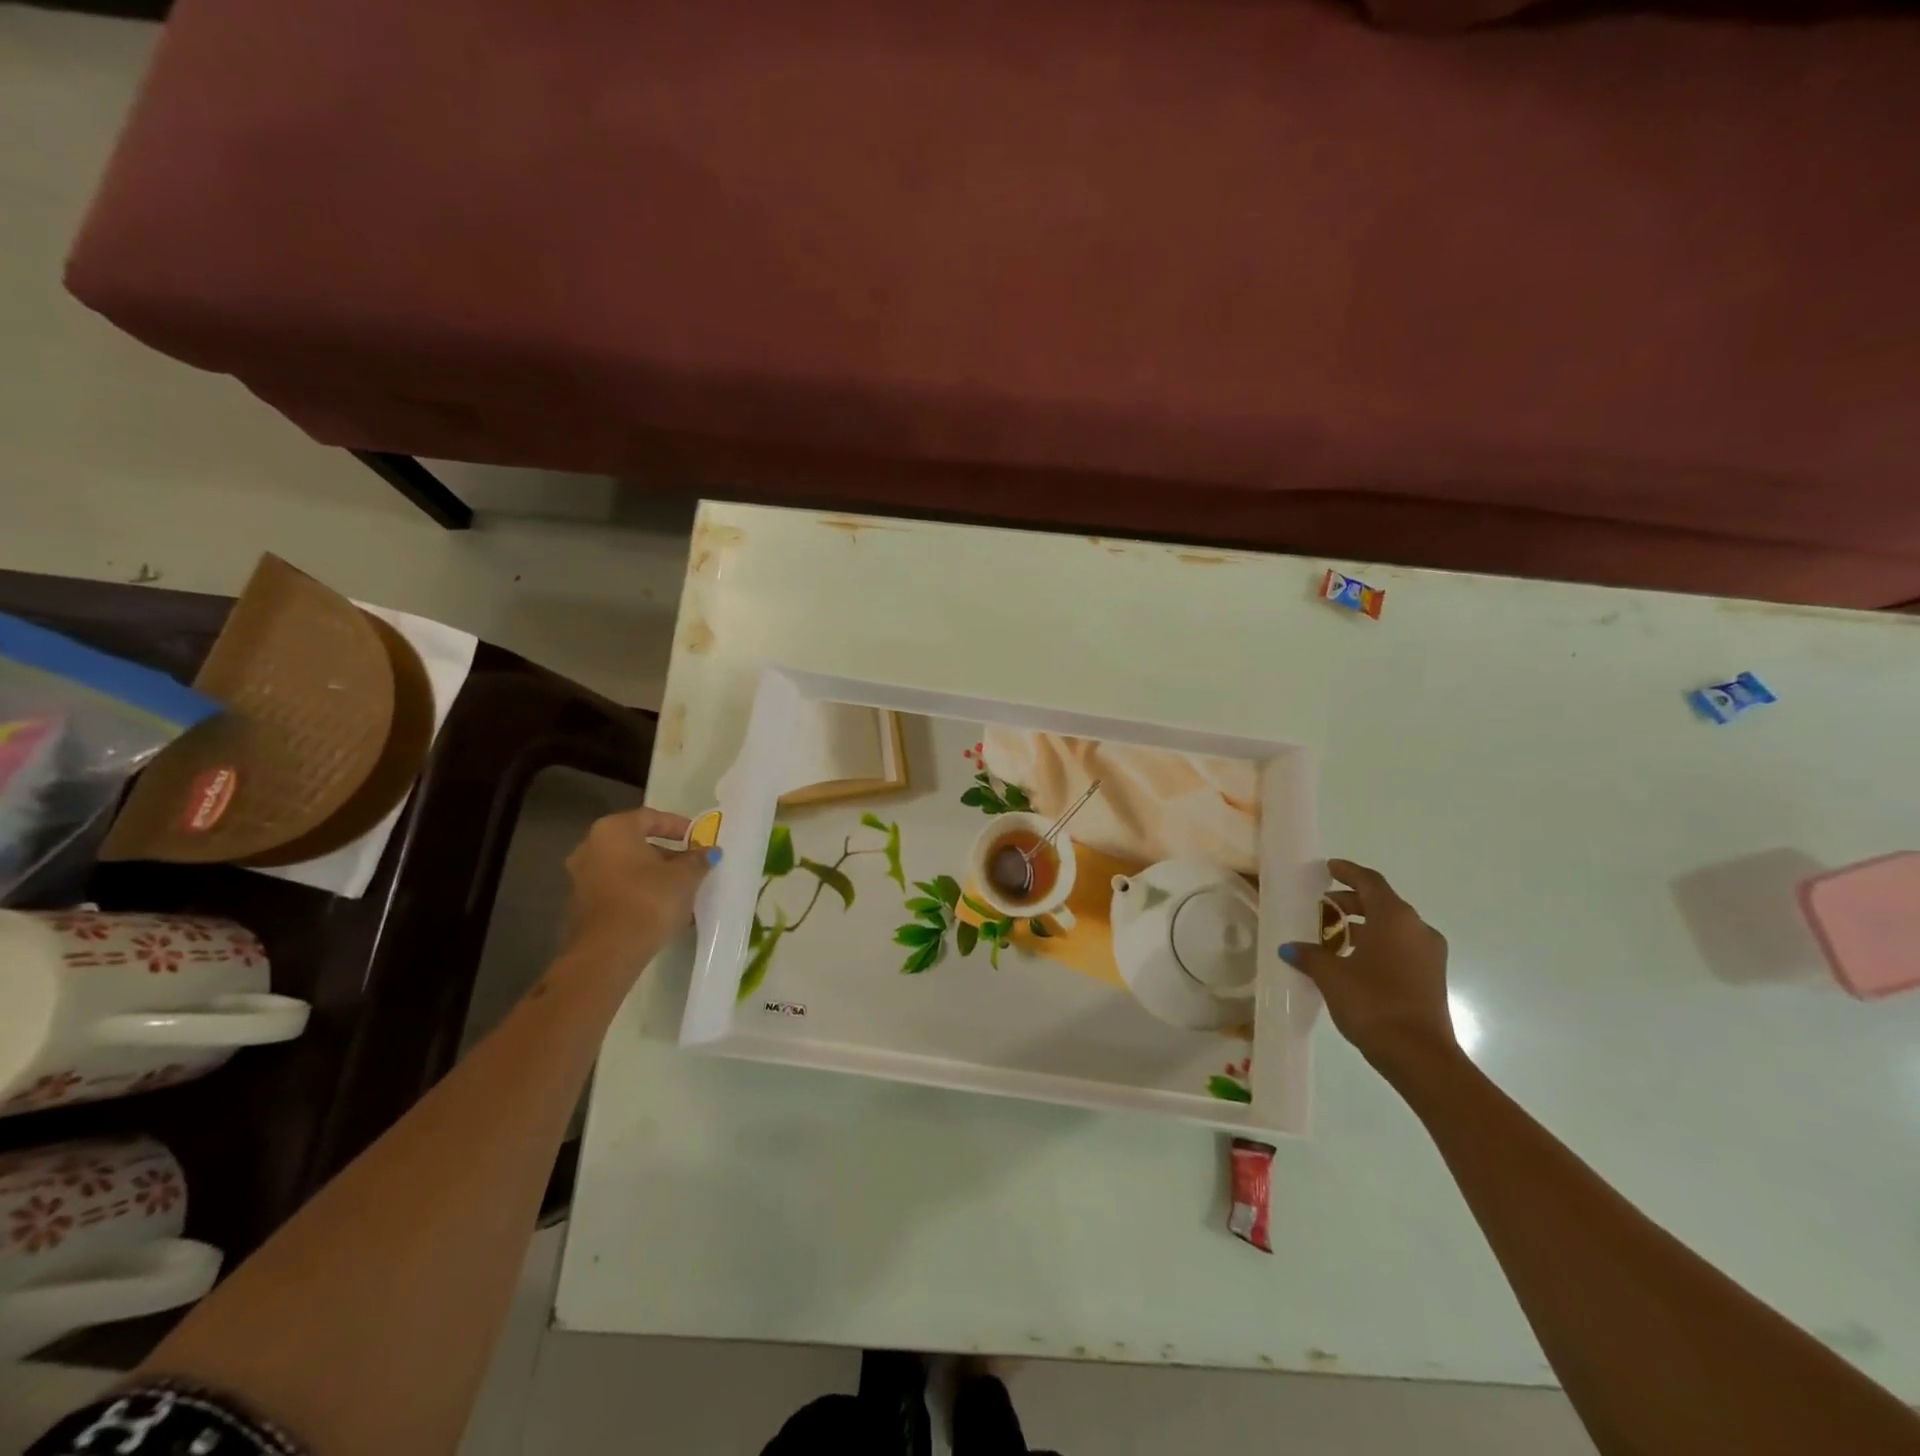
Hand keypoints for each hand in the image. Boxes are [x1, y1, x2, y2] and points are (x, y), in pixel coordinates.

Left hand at [560, 807, 716, 977]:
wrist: (608, 953)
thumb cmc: (649, 900)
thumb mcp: (685, 877)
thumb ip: (698, 859)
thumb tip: (709, 851)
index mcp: (614, 830)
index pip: (650, 817)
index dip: (678, 825)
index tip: (698, 839)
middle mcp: (591, 847)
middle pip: (636, 843)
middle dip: (667, 853)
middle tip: (692, 865)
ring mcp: (582, 877)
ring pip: (627, 868)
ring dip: (654, 875)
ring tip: (682, 890)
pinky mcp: (582, 905)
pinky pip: (618, 889)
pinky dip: (639, 892)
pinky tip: (662, 908)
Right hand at [1280, 859, 1455, 1082]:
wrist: (1420, 1056)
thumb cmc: (1373, 1003)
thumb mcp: (1331, 976)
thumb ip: (1310, 955)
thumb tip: (1291, 948)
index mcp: (1395, 918)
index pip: (1370, 882)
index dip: (1348, 872)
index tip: (1329, 868)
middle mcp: (1417, 929)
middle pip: (1382, 903)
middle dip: (1350, 901)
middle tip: (1322, 907)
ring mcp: (1429, 955)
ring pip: (1392, 927)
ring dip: (1363, 926)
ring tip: (1332, 936)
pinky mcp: (1431, 977)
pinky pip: (1400, 947)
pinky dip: (1376, 944)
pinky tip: (1351, 960)